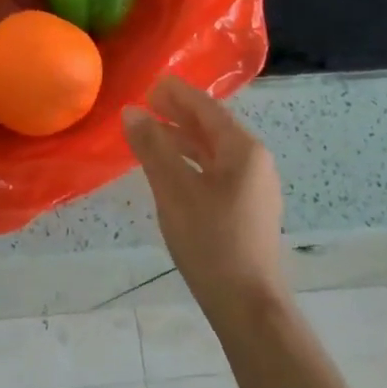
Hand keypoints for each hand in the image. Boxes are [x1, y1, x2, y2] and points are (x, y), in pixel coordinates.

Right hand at [123, 76, 285, 316]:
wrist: (247, 303)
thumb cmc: (210, 240)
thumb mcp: (174, 190)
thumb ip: (153, 147)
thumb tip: (132, 112)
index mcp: (243, 150)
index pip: (207, 109)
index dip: (177, 94)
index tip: (150, 84)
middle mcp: (255, 162)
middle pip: (213, 127)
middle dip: (179, 113)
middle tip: (147, 102)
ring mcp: (254, 187)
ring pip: (214, 151)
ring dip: (183, 138)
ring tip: (151, 133)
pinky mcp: (248, 209)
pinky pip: (217, 171)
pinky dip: (191, 161)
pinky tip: (171, 169)